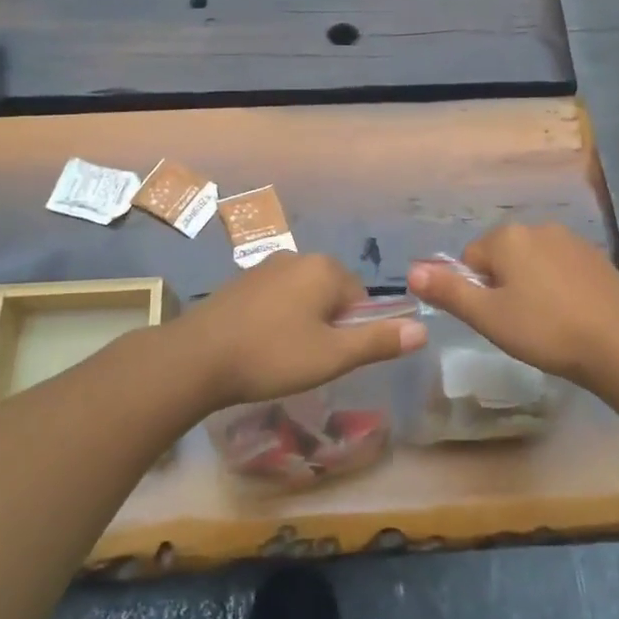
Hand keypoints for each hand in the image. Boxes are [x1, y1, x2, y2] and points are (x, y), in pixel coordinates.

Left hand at [176, 253, 425, 410]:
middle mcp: (297, 257)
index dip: (353, 331)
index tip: (332, 357)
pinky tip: (260, 346)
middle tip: (309, 360)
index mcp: (324, 268)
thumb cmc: (272, 355)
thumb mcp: (333, 356)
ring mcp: (265, 267)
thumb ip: (379, 341)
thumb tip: (423, 329)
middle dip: (328, 325)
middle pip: (332, 294)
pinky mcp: (241, 282)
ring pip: (302, 297)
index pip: (361, 297)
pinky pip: (276, 299)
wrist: (196, 358)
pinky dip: (276, 320)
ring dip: (302, 323)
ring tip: (283, 357)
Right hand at [407, 224, 618, 386]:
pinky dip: (558, 286)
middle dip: (503, 286)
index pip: (470, 260)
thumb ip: (448, 291)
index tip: (496, 319)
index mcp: (507, 237)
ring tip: (546, 322)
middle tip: (518, 323)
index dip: (476, 292)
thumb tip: (411, 271)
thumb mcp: (488, 316)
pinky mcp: (595, 256)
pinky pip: (560, 267)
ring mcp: (570, 239)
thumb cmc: (545, 329)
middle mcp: (537, 227)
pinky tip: (570, 314)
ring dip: (530, 285)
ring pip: (532, 262)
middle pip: (502, 257)